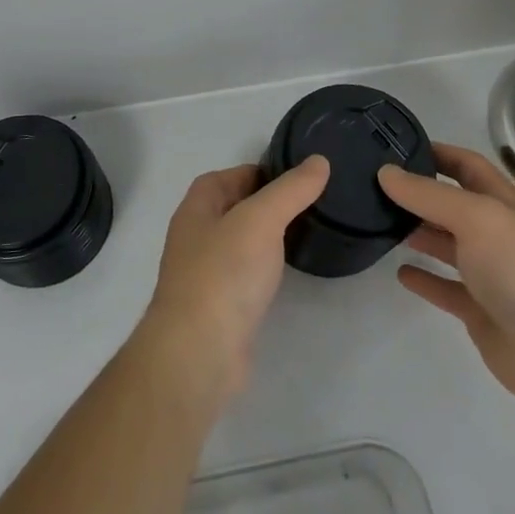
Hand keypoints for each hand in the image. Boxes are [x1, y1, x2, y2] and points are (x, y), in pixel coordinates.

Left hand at [139, 157, 329, 404]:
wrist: (199, 352)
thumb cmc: (224, 273)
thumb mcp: (261, 219)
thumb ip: (291, 190)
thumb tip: (319, 161)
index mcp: (196, 208)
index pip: (226, 176)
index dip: (258, 172)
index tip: (297, 177)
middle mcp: (195, 236)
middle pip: (233, 207)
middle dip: (266, 203)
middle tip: (309, 203)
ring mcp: (205, 273)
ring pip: (240, 243)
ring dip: (266, 237)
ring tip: (305, 233)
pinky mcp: (219, 307)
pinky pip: (245, 275)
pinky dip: (264, 268)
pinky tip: (287, 273)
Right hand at [380, 144, 514, 409]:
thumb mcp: (475, 217)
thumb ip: (428, 194)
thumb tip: (385, 172)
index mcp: (503, 203)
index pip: (466, 165)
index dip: (436, 152)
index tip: (395, 147)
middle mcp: (495, 232)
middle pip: (451, 203)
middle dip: (418, 193)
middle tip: (373, 186)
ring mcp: (488, 272)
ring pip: (445, 244)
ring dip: (416, 232)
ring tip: (378, 222)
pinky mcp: (478, 309)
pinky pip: (444, 287)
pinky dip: (423, 278)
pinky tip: (399, 272)